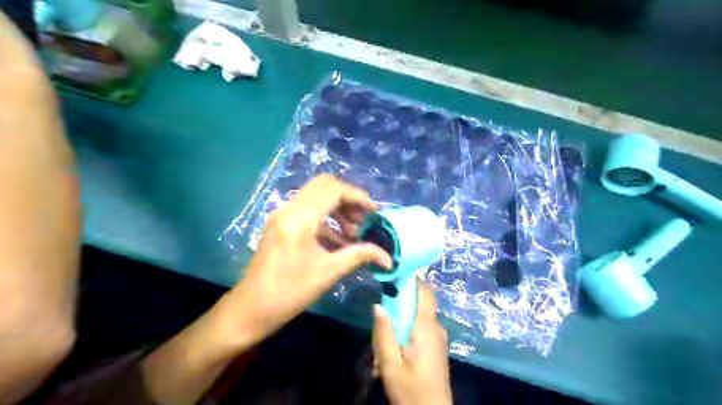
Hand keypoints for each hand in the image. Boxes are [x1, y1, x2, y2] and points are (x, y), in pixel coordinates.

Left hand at [231, 174, 392, 337]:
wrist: (250, 309)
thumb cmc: (289, 292)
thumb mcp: (328, 272)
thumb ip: (359, 256)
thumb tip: (388, 258)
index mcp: (299, 218)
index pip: (333, 190)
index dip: (357, 196)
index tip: (374, 212)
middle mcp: (289, 209)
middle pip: (324, 186)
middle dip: (348, 199)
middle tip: (363, 219)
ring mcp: (283, 216)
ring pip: (316, 197)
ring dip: (338, 209)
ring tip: (353, 233)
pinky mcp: (281, 225)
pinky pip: (308, 211)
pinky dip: (327, 219)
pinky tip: (339, 241)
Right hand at [372, 280, 449, 404]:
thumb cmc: (411, 390)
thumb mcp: (390, 364)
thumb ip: (383, 333)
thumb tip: (378, 305)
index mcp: (426, 327)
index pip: (425, 291)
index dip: (412, 279)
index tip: (394, 274)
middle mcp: (435, 327)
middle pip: (419, 302)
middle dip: (400, 301)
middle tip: (381, 309)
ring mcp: (438, 337)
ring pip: (417, 316)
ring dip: (401, 318)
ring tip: (384, 335)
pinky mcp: (436, 346)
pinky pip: (420, 328)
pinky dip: (406, 329)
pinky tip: (393, 347)